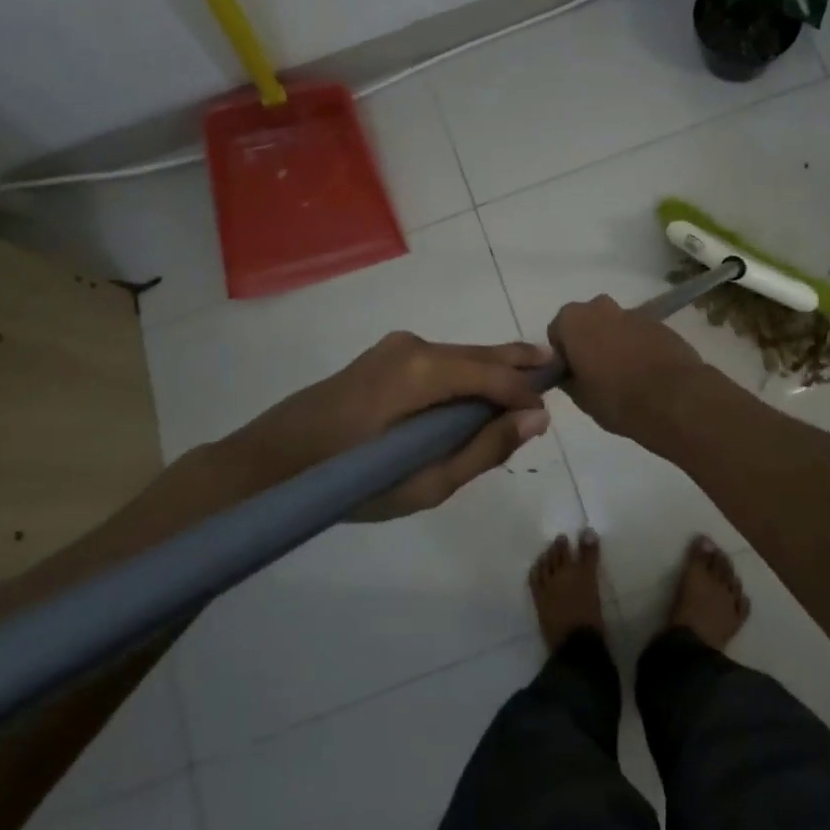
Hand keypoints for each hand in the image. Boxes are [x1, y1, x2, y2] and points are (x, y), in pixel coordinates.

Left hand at [214, 331, 552, 520]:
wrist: (272, 461)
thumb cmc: (348, 481)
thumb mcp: (425, 483)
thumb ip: (483, 449)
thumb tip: (536, 419)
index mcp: (421, 371)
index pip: (492, 373)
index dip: (525, 391)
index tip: (549, 415)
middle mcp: (413, 346)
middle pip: (479, 353)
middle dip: (518, 364)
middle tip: (558, 368)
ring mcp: (395, 347)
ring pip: (461, 355)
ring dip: (492, 370)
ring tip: (528, 382)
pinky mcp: (385, 356)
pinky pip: (441, 361)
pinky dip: (466, 375)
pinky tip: (479, 392)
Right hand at [548, 295, 710, 438]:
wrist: (675, 398)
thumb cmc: (617, 398)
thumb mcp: (581, 397)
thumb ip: (568, 378)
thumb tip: (568, 373)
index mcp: (574, 320)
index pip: (557, 332)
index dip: (564, 354)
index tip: (574, 374)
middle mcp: (600, 307)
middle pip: (587, 322)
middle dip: (589, 342)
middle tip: (597, 374)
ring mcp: (633, 312)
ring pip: (614, 326)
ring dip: (615, 343)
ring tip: (625, 376)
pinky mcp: (660, 323)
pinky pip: (638, 333)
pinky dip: (638, 347)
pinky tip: (646, 373)